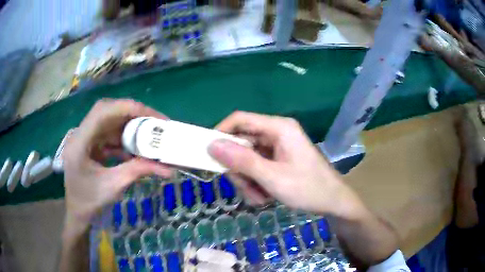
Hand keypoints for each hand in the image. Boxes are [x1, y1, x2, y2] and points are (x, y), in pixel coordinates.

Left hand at [63, 99, 171, 228]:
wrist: (77, 211)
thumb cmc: (90, 201)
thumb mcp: (113, 187)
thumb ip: (137, 171)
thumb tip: (167, 168)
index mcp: (80, 142)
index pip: (103, 111)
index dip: (129, 109)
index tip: (154, 118)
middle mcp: (81, 133)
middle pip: (108, 111)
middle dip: (133, 114)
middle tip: (155, 123)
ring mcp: (86, 136)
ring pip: (110, 121)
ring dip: (130, 127)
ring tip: (150, 136)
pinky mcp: (91, 142)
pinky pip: (110, 133)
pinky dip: (125, 139)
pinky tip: (136, 150)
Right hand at [208, 111, 357, 215]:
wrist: (333, 202)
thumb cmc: (308, 188)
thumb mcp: (273, 177)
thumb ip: (242, 161)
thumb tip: (211, 144)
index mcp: (278, 128)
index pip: (240, 119)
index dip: (221, 132)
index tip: (208, 153)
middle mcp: (276, 133)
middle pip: (242, 143)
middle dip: (239, 168)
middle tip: (245, 188)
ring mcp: (277, 147)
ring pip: (247, 159)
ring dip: (247, 180)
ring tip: (259, 197)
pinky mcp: (278, 159)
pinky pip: (257, 167)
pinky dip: (256, 183)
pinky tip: (265, 196)